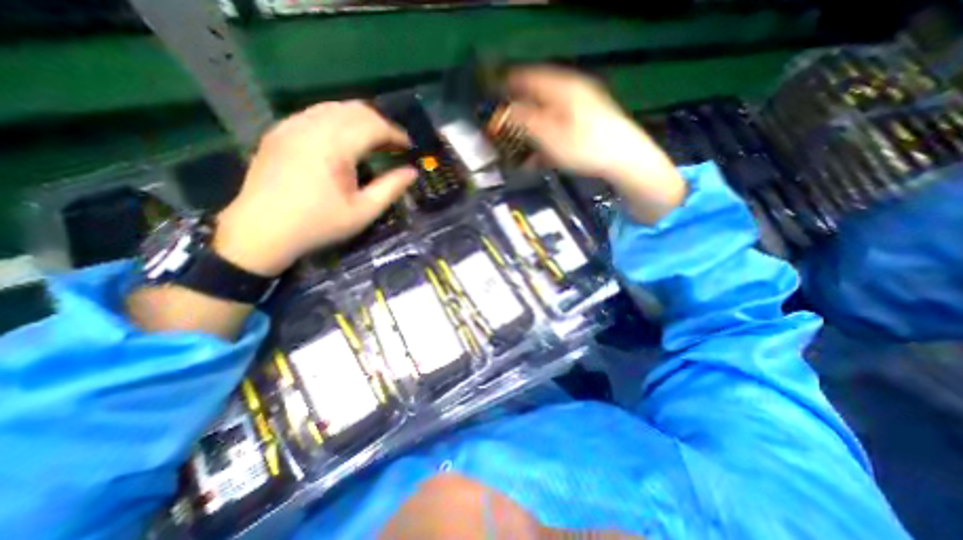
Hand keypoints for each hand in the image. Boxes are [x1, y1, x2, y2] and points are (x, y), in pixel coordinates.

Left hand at [215, 102, 418, 276]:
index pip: (374, 125)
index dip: (396, 134)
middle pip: (355, 109)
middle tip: (393, 145)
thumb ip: (391, 188)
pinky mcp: (279, 132)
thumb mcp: (363, 211)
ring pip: (334, 108)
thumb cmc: (319, 225)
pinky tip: (342, 141)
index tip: (409, 147)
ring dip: (359, 120)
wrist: (261, 232)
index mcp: (335, 146)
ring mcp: (291, 126)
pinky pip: (314, 114)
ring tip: (372, 142)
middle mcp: (312, 126)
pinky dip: (337, 122)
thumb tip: (412, 172)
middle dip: (380, 124)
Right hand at [510, 64, 683, 222]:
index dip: (509, 84)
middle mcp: (572, 91)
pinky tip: (541, 154)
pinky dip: (547, 135)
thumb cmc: (584, 146)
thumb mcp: (549, 135)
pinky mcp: (588, 121)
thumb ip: (525, 121)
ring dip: (533, 127)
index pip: (528, 77)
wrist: (624, 158)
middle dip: (520, 109)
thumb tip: (506, 110)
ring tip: (521, 143)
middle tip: (506, 124)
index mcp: (562, 88)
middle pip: (538, 95)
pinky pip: (560, 124)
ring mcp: (582, 106)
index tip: (494, 94)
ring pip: (548, 112)